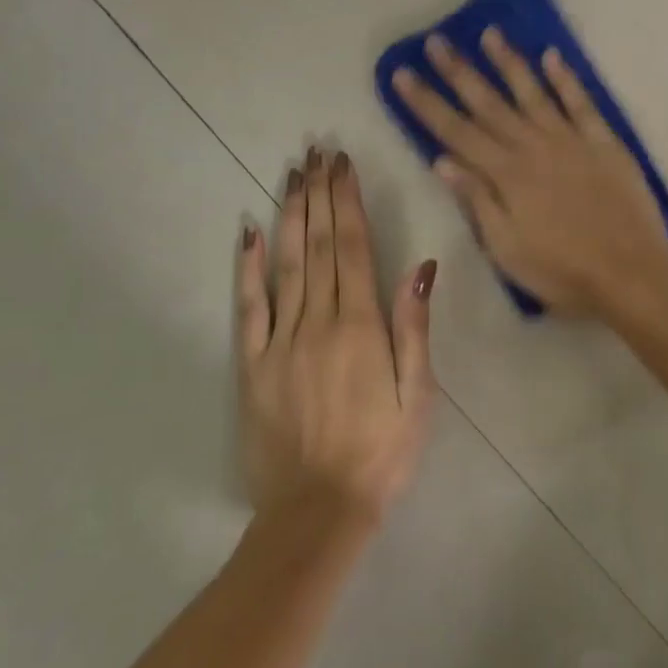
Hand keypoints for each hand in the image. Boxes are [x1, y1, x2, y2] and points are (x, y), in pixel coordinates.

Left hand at [235, 148, 436, 524]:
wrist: (316, 514)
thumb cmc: (381, 452)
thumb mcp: (418, 396)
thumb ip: (414, 329)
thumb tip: (420, 267)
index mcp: (360, 325)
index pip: (351, 246)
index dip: (346, 201)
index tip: (342, 164)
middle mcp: (317, 321)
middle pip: (317, 243)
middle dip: (318, 193)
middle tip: (317, 153)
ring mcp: (279, 341)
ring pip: (284, 263)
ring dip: (288, 214)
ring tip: (291, 174)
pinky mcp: (252, 364)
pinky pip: (248, 306)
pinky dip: (247, 266)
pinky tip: (247, 231)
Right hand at [391, 29, 667, 317]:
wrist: (631, 272)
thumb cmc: (562, 271)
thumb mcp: (507, 249)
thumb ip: (477, 201)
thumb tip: (442, 160)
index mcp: (505, 175)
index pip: (455, 132)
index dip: (426, 103)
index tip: (403, 73)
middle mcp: (533, 146)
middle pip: (489, 103)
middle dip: (459, 71)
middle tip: (436, 40)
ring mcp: (571, 139)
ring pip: (532, 92)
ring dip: (509, 62)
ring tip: (490, 33)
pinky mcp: (603, 141)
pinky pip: (581, 102)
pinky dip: (565, 78)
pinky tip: (551, 55)